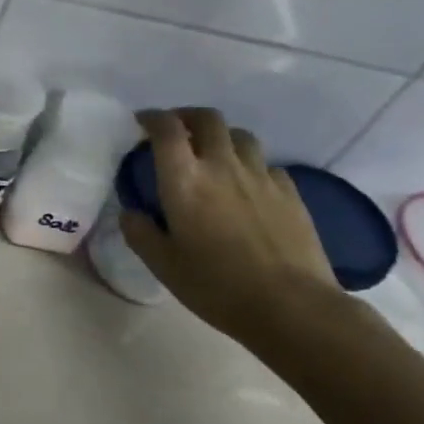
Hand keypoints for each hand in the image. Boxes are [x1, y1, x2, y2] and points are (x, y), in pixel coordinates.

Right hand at [119, 108, 338, 343]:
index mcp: (184, 179)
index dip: (152, 117)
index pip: (166, 128)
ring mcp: (261, 177)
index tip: (142, 122)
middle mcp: (222, 166)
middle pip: (208, 119)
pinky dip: (250, 165)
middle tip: (176, 130)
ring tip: (213, 154)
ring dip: (221, 137)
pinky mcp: (290, 193)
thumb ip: (140, 233)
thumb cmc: (217, 286)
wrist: (293, 307)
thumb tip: (131, 213)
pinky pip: (267, 164)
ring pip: (240, 136)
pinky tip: (247, 185)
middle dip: (187, 116)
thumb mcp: (163, 265)